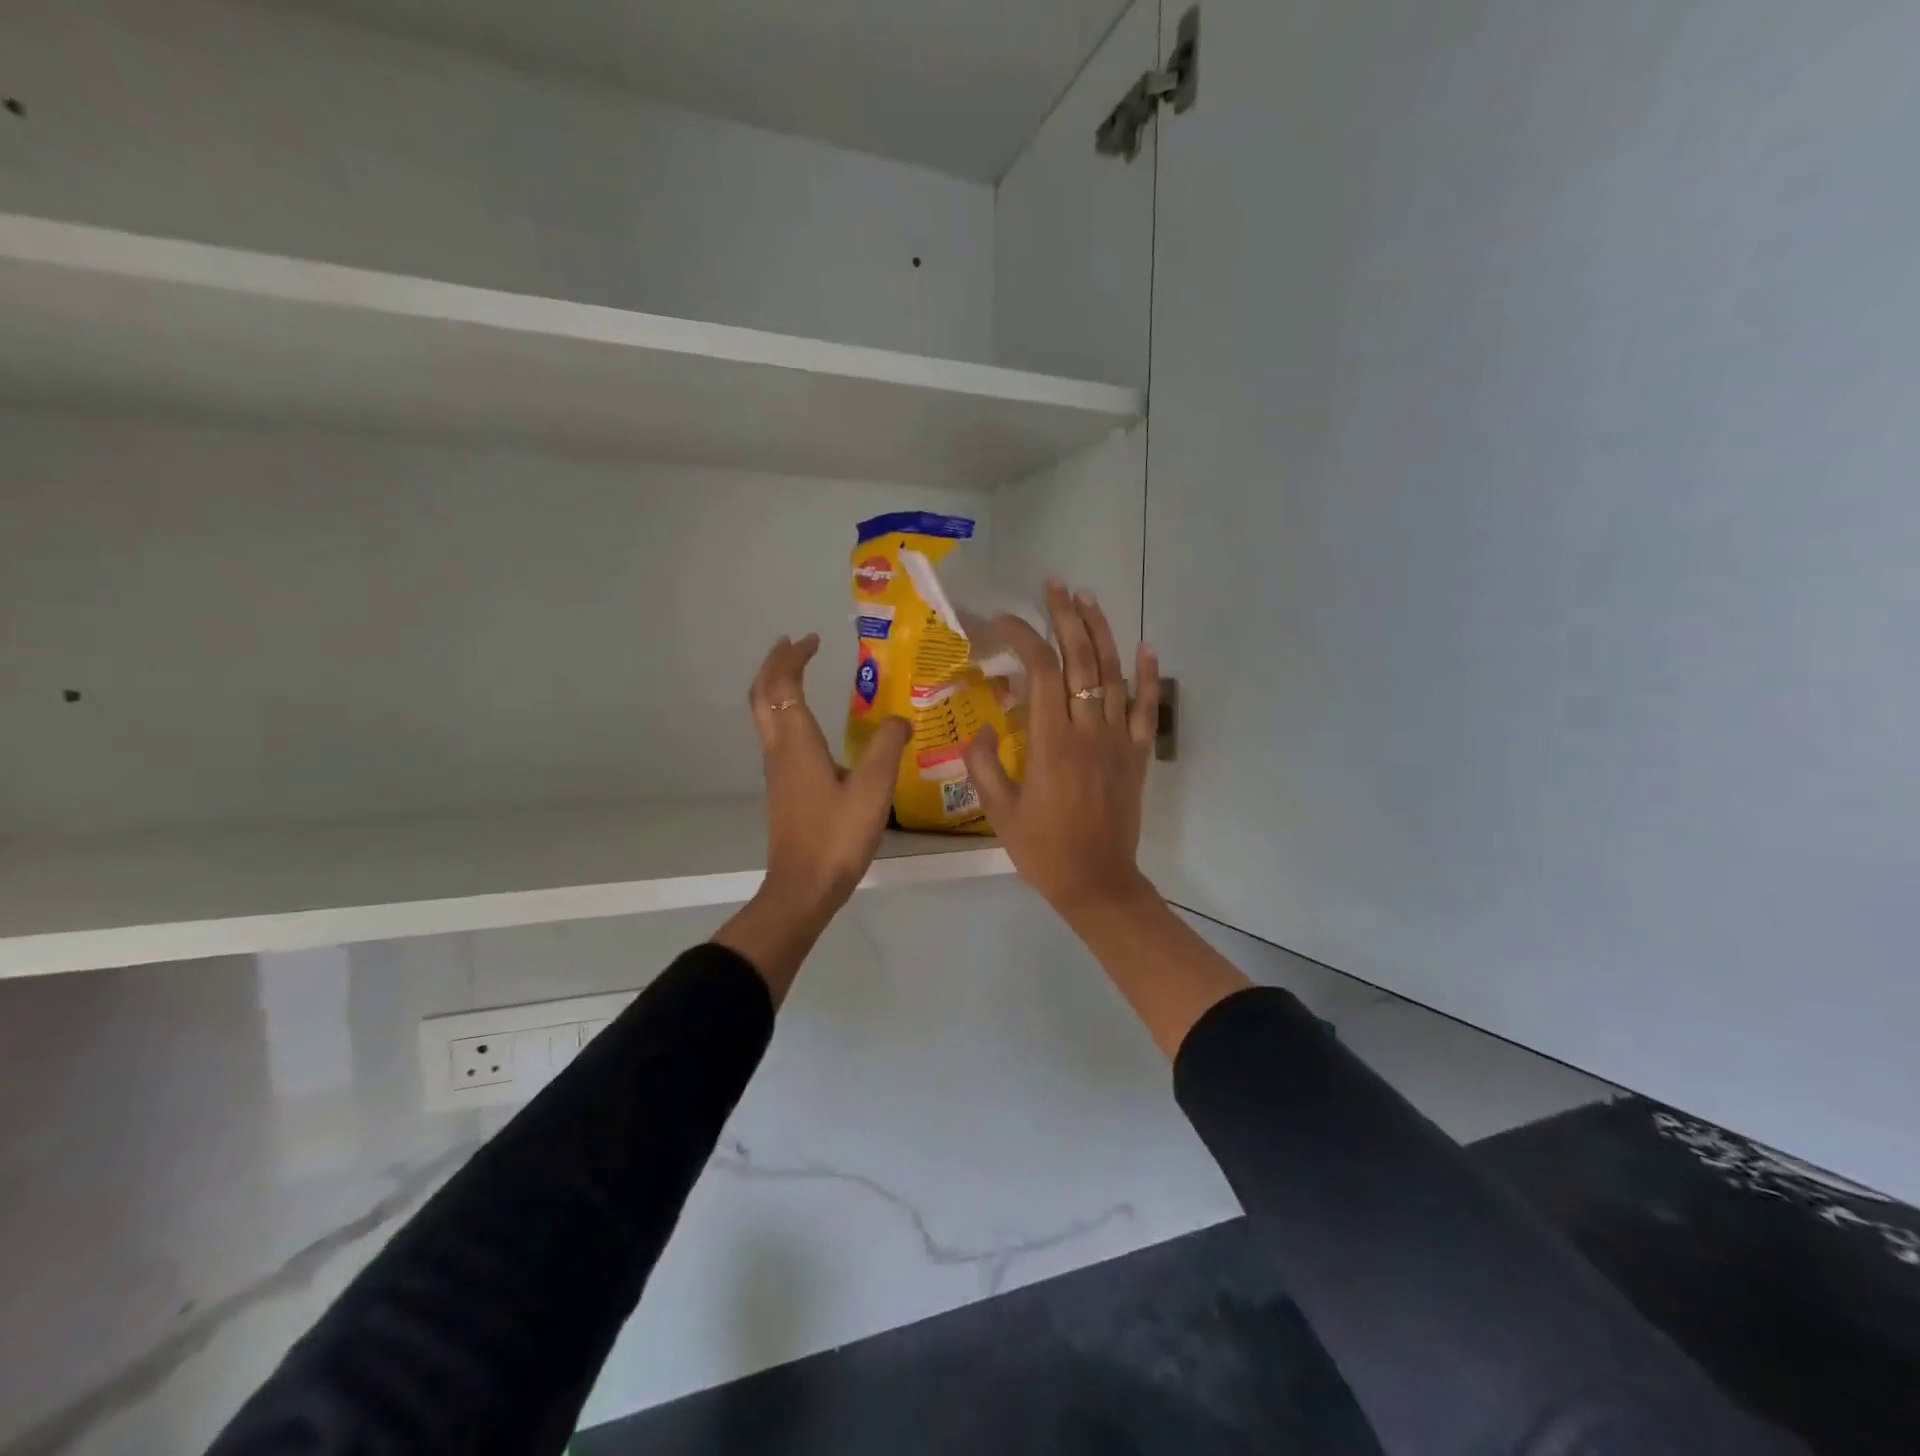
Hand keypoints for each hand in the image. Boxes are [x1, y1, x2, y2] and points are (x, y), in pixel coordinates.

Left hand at [715, 634, 910, 1001]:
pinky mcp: (782, 789)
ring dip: (776, 687)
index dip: (793, 658)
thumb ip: (888, 747)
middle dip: (774, 664)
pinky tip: (808, 723)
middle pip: (762, 695)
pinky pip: (775, 734)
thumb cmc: (837, 836)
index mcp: (797, 743)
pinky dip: (783, 711)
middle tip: (793, 644)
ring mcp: (776, 771)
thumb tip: (900, 719)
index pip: (785, 685)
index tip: (812, 639)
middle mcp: (779, 750)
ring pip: (764, 715)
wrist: (803, 887)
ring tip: (797, 672)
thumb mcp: (873, 789)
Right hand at [961, 583, 1160, 925]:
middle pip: (1081, 660)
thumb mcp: (999, 811)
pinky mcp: (1136, 754)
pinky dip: (1148, 676)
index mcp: (1051, 741)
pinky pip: (1145, 708)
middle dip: (1066, 618)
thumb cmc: (1043, 849)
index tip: (1002, 622)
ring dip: (1101, 633)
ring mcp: (1117, 740)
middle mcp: (1088, 730)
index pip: (1041, 669)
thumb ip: (985, 765)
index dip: (1023, 636)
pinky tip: (1146, 647)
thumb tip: (981, 730)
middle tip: (1055, 585)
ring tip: (1087, 600)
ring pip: (1112, 674)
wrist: (1097, 881)